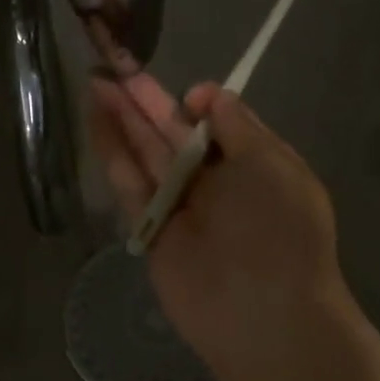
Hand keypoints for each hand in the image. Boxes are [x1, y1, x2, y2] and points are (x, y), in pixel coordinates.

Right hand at [88, 73, 351, 380]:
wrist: (265, 312)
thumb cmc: (282, 230)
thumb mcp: (273, 164)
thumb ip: (239, 127)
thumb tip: (205, 97)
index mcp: (253, 167)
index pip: (218, 127)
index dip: (198, 105)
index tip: (188, 96)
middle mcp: (215, 185)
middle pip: (174, 137)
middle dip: (147, 105)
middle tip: (116, 68)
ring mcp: (180, 209)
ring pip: (147, 157)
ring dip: (123, 122)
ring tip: (98, 84)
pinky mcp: (152, 232)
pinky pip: (131, 188)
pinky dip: (114, 156)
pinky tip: (97, 125)